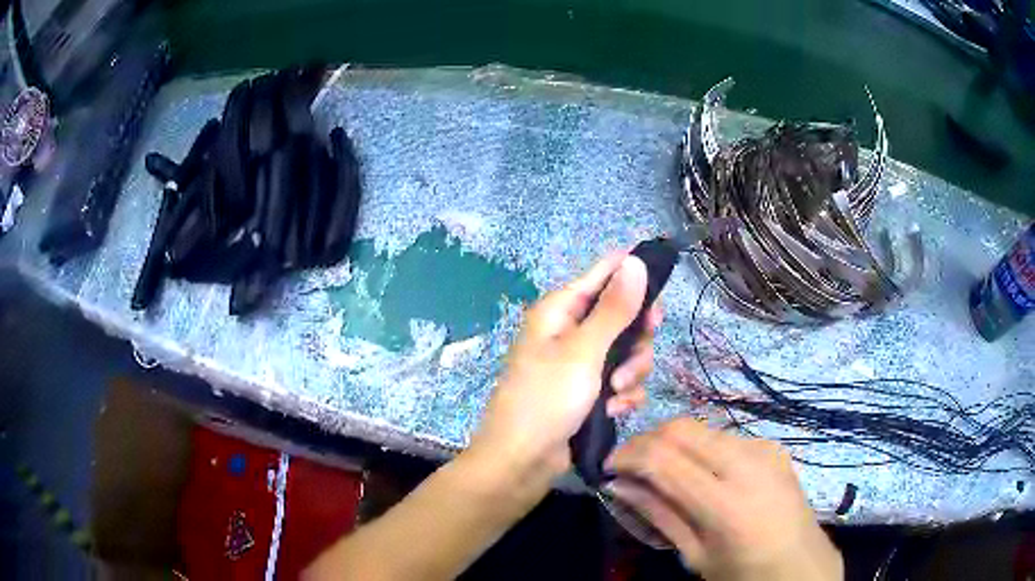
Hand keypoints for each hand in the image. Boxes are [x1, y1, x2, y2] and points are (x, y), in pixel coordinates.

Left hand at [469, 251, 662, 483]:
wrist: (522, 461)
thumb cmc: (546, 399)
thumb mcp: (583, 351)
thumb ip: (614, 309)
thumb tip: (635, 261)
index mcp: (562, 309)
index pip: (605, 273)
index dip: (634, 277)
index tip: (658, 300)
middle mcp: (572, 330)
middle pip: (624, 316)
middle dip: (636, 340)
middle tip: (636, 356)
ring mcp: (581, 363)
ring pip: (628, 352)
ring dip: (630, 373)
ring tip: (616, 392)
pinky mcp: (590, 391)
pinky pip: (621, 381)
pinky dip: (622, 395)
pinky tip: (614, 410)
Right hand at [605, 419, 841, 580]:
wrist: (801, 562)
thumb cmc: (743, 571)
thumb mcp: (696, 555)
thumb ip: (658, 515)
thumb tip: (618, 485)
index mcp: (726, 504)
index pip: (663, 459)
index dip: (627, 456)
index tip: (607, 467)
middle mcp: (747, 464)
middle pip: (681, 428)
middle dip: (645, 440)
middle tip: (628, 465)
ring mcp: (764, 449)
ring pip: (701, 428)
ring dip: (671, 443)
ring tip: (660, 470)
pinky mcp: (771, 445)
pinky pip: (724, 436)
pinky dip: (699, 448)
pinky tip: (698, 473)